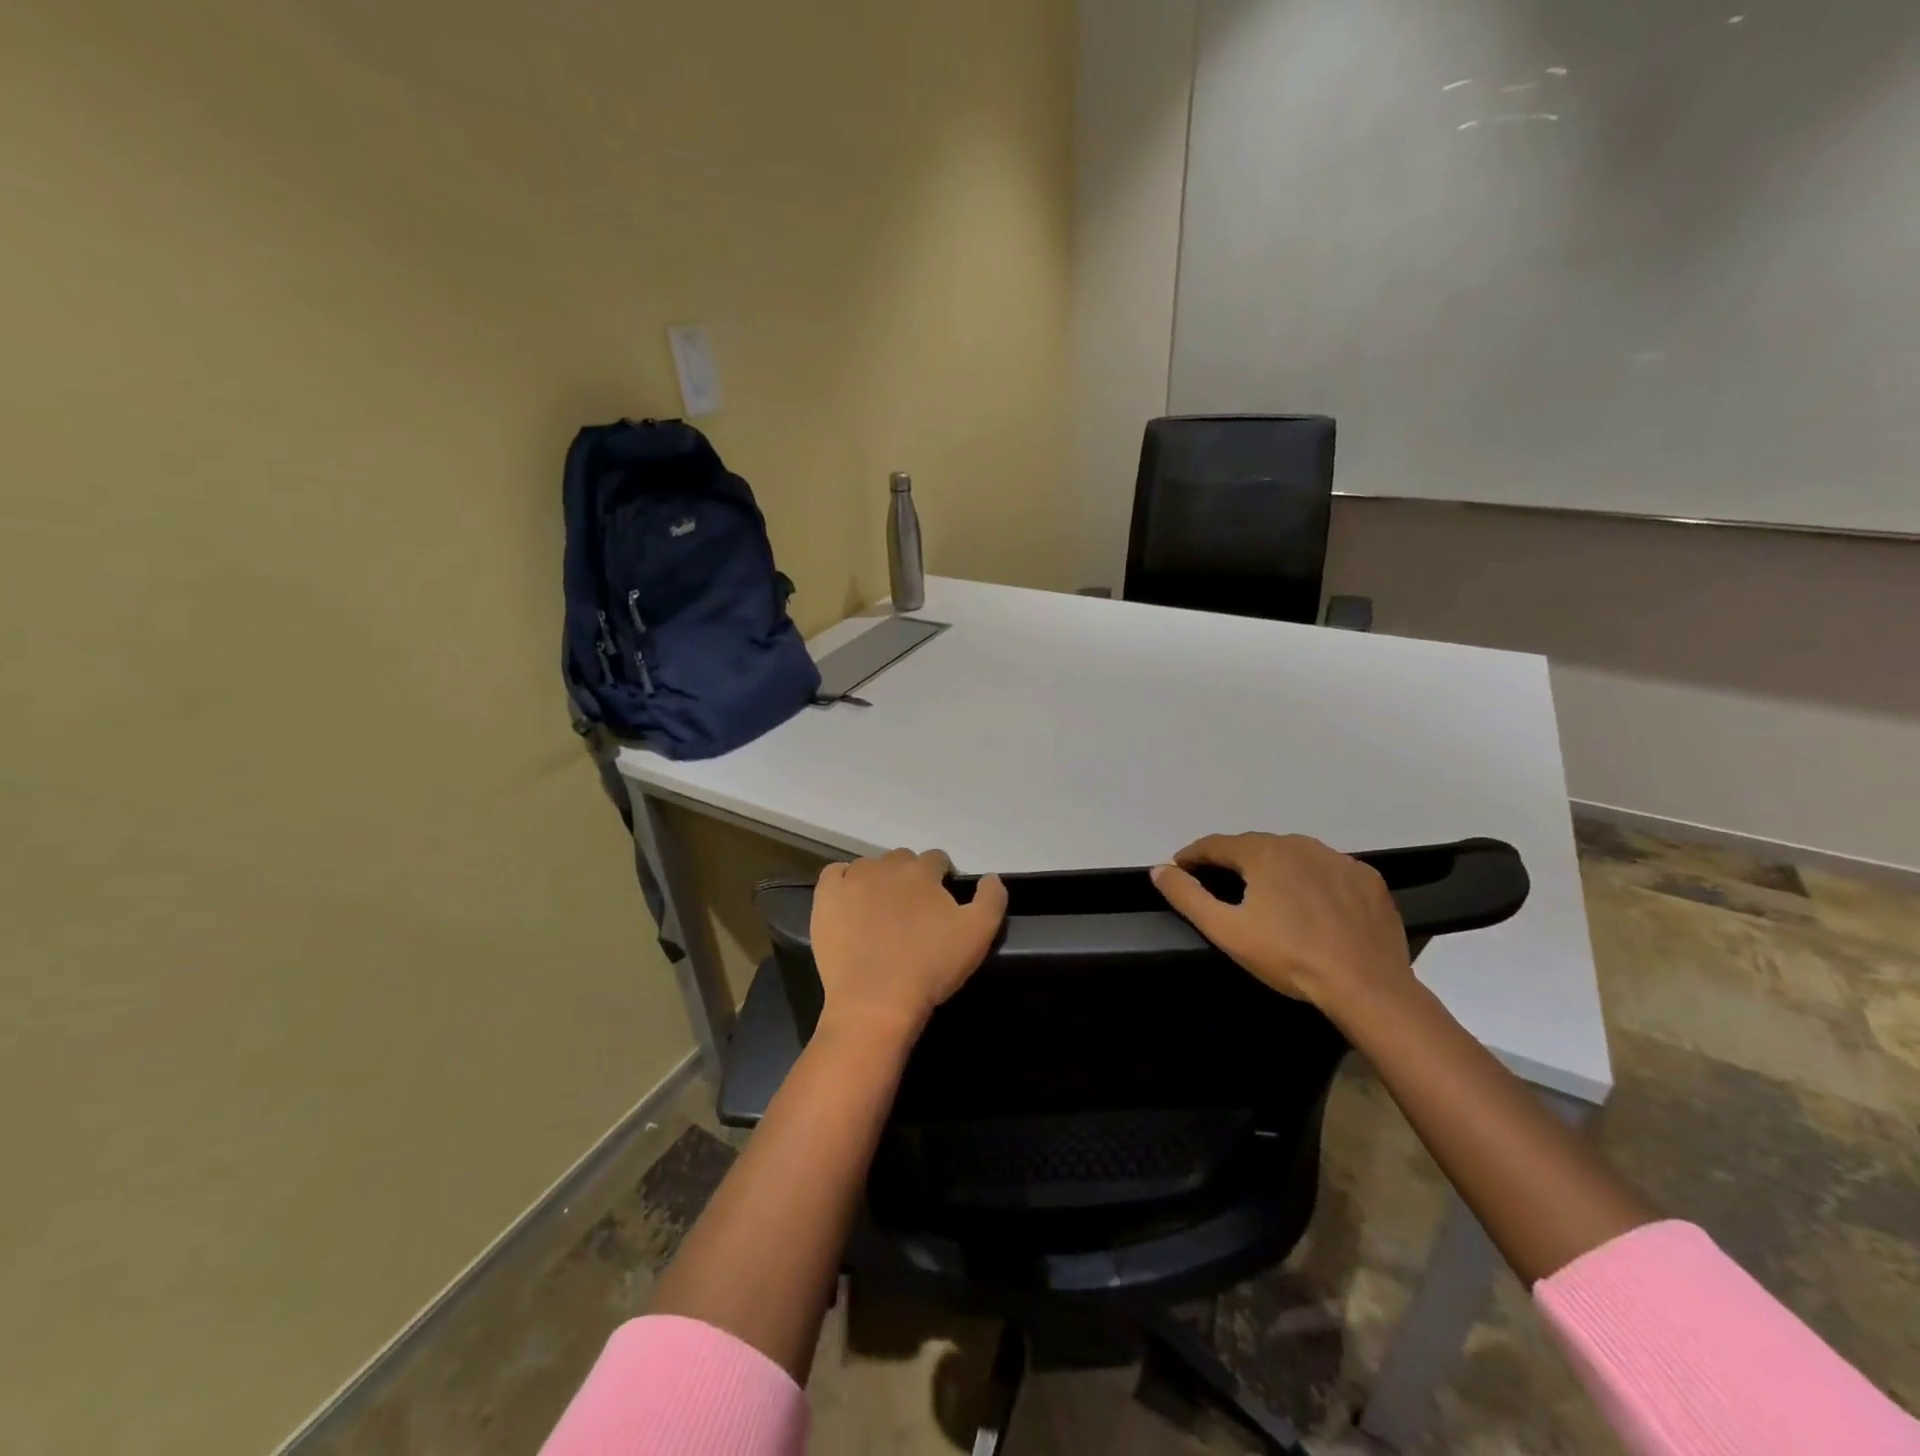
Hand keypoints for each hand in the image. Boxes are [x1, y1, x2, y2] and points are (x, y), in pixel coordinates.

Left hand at [809, 849, 1007, 1046]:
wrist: (875, 1001)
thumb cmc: (930, 967)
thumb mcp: (979, 934)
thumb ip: (991, 898)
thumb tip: (992, 877)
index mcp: (922, 870)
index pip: (937, 859)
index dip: (942, 878)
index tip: (942, 903)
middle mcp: (886, 866)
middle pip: (902, 861)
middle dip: (910, 879)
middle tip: (913, 913)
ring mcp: (852, 879)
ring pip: (869, 867)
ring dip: (878, 881)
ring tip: (881, 913)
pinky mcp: (825, 898)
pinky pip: (834, 874)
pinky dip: (843, 882)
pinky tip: (850, 903)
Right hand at [1151, 833, 1412, 1011]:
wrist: (1367, 986)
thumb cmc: (1288, 957)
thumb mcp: (1226, 930)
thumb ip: (1187, 896)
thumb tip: (1159, 869)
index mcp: (1263, 852)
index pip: (1216, 844)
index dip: (1193, 856)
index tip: (1179, 869)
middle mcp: (1300, 844)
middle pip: (1256, 847)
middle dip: (1234, 862)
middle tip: (1222, 886)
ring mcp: (1339, 860)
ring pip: (1294, 857)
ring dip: (1275, 869)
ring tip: (1268, 897)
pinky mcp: (1367, 880)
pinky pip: (1329, 872)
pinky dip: (1313, 882)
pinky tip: (1314, 908)